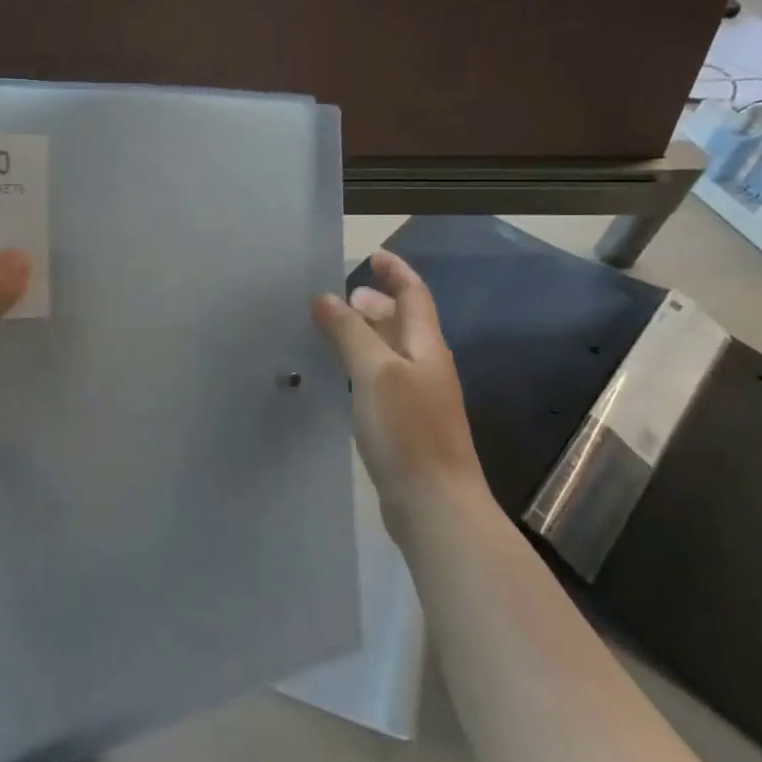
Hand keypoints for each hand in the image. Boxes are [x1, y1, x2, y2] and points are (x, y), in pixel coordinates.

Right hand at [312, 250, 487, 523]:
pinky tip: (342, 377)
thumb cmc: (409, 431)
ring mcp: (419, 399)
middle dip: (378, 304)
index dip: (397, 272)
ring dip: (368, 335)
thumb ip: (350, 333)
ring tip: (335, 330)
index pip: (415, 295)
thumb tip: (325, 297)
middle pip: (405, 323)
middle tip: (344, 297)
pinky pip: (383, 380)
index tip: (373, 255)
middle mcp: (427, 367)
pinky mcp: (406, 426)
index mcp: (427, 347)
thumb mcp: (375, 373)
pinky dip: (363, 366)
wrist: (436, 506)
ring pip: (392, 353)